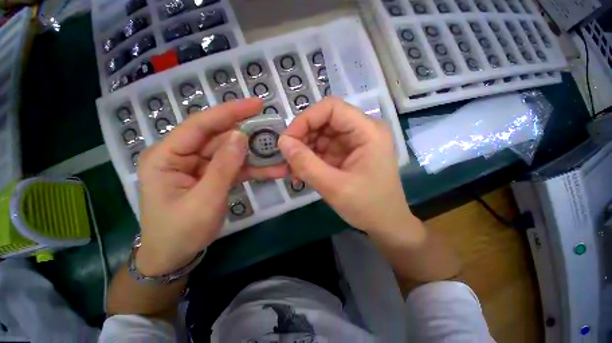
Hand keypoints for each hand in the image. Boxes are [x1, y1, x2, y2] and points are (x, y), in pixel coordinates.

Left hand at [136, 99, 286, 275]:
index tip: (256, 104)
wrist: (175, 256)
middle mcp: (182, 155)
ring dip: (256, 156)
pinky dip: (253, 169)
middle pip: (220, 138)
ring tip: (279, 154)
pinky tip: (273, 171)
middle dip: (248, 135)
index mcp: (167, 155)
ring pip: (231, 153)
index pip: (201, 125)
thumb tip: (241, 135)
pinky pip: (235, 168)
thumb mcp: (205, 199)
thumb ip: (224, 166)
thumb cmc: (180, 231)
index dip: (230, 112)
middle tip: (274, 129)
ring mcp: (199, 166)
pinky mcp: (212, 176)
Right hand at [278, 97, 413, 235]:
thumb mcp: (334, 187)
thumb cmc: (368, 206)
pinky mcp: (347, 154)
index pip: (331, 108)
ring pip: (321, 135)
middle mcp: (362, 131)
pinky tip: (301, 172)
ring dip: (304, 150)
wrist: (386, 225)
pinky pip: (323, 149)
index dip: (306, 119)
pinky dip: (310, 159)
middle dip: (302, 137)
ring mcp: (354, 142)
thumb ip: (306, 164)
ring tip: (293, 169)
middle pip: (324, 121)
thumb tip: (282, 142)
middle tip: (287, 158)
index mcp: (368, 131)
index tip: (287, 140)